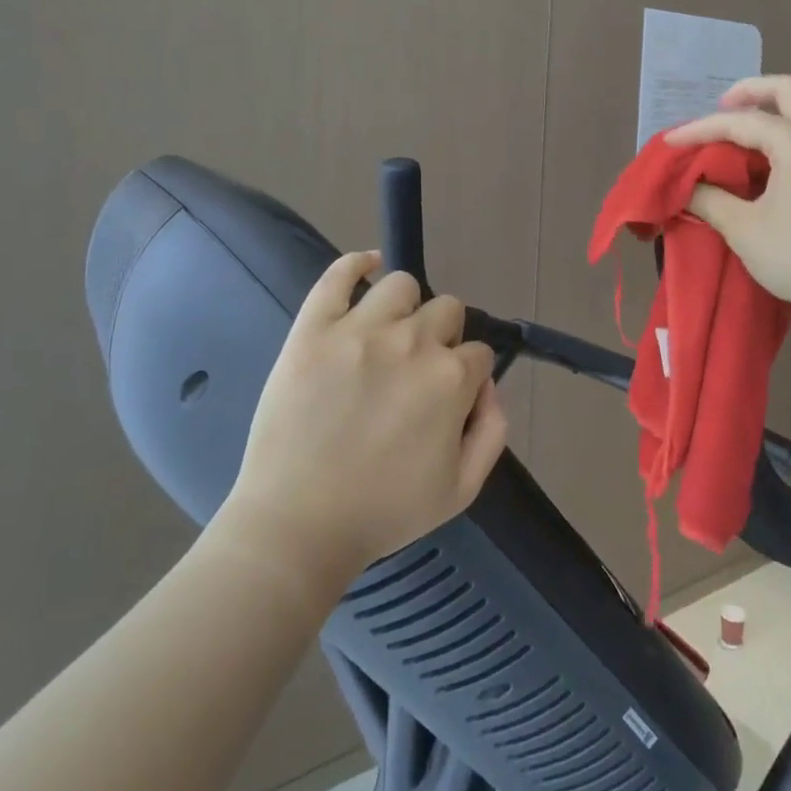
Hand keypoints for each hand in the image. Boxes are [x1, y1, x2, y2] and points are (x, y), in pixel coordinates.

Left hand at [208, 253, 506, 592]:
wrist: (296, 526)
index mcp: (451, 379)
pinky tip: (366, 267)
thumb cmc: (382, 512)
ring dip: (406, 306)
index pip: (479, 353)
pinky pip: (338, 275)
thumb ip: (493, 431)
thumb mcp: (462, 490)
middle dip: (442, 337)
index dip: (468, 375)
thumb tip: (489, 386)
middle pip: (447, 310)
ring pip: (402, 285)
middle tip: (416, 370)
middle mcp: (413, 342)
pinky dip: (357, 264)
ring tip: (389, 333)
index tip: (448, 397)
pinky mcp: (314, 329)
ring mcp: (360, 330)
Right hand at [667, 75, 790, 331]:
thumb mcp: (745, 229)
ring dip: (771, 111)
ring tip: (738, 135)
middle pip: (787, 90)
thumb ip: (711, 200)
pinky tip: (765, 162)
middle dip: (750, 91)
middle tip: (720, 106)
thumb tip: (689, 187)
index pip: (739, 121)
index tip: (669, 143)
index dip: (699, 130)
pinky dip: (786, 133)